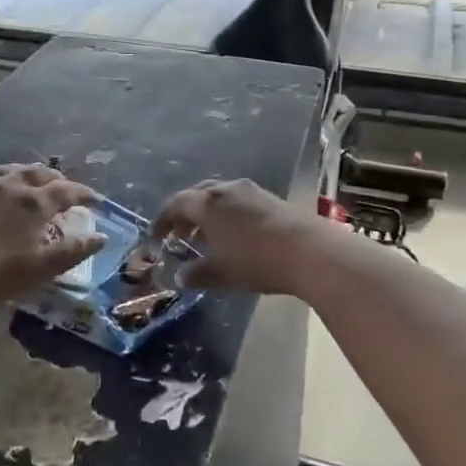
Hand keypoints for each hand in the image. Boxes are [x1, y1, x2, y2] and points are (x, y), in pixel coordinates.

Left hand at [0, 164, 102, 305]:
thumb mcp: (41, 268)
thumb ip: (73, 251)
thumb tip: (100, 237)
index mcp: (34, 203)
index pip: (66, 191)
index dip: (82, 193)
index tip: (93, 198)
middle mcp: (8, 185)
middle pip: (36, 173)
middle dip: (53, 178)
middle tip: (60, 185)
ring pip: (4, 171)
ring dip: (20, 175)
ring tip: (24, 182)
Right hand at [153, 178, 335, 295]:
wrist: (309, 250)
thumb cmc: (257, 261)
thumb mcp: (222, 273)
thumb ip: (197, 274)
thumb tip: (181, 276)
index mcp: (207, 204)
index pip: (176, 204)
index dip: (162, 220)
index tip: (157, 237)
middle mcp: (226, 189)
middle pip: (197, 195)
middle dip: (185, 214)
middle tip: (181, 234)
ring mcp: (250, 190)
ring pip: (219, 196)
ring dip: (208, 213)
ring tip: (208, 236)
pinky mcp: (270, 197)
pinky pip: (238, 200)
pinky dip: (227, 213)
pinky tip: (234, 234)